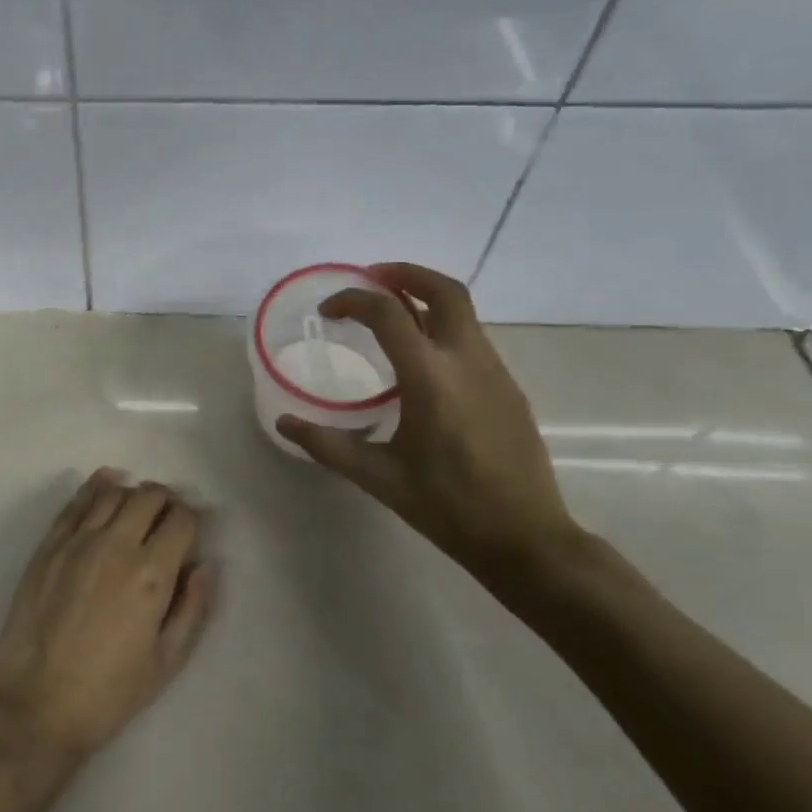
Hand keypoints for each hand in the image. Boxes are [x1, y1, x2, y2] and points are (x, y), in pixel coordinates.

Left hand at [0, 470, 215, 761]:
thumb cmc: (109, 692)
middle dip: (166, 501)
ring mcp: (77, 541)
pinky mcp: (49, 545)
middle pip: (149, 496)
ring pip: (113, 492)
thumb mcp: (166, 662)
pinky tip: (106, 484)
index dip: (193, 518)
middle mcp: (116, 544)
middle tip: (167, 519)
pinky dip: (96, 486)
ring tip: (137, 509)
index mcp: (151, 574)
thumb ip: (192, 608)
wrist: (37, 705)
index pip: (182, 519)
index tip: (193, 528)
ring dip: (132, 494)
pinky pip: (76, 501)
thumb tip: (205, 565)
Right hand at [276, 263, 582, 590]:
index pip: (388, 313)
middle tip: (371, 279)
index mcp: (430, 377)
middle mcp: (466, 360)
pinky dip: (442, 327)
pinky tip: (421, 361)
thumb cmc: (448, 506)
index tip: (328, 310)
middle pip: (443, 290)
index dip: (353, 300)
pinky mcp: (509, 386)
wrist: (526, 538)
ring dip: (425, 298)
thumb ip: (327, 445)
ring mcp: (494, 371)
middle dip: (404, 274)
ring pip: (462, 311)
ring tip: (390, 314)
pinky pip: (472, 338)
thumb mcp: (379, 477)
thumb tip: (284, 423)